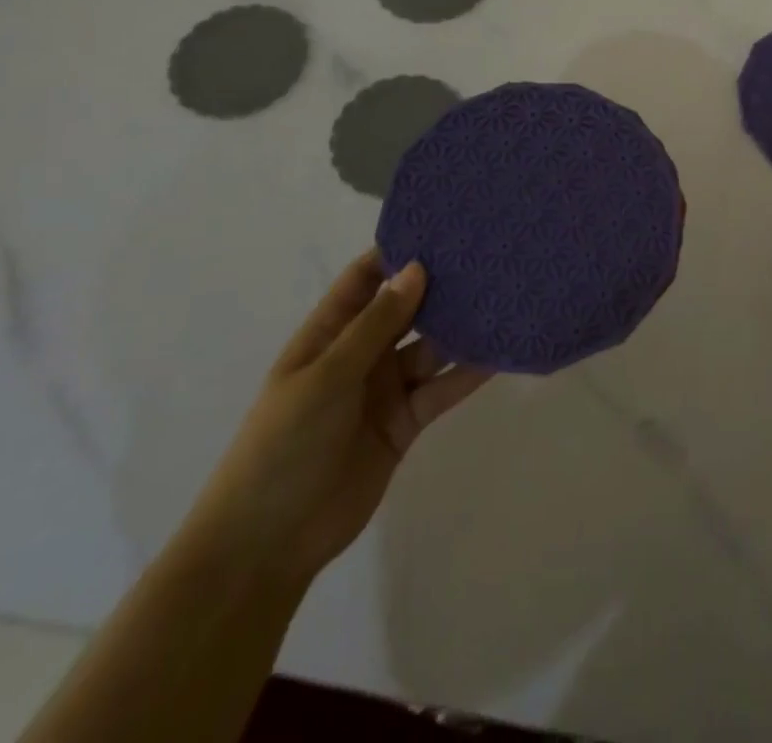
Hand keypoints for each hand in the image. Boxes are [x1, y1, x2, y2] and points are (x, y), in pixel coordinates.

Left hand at [180, 251, 490, 588]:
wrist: (268, 544)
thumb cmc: (282, 446)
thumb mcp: (325, 377)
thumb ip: (375, 325)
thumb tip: (417, 268)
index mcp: (329, 334)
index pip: (365, 278)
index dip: (397, 252)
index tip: (441, 227)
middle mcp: (360, 354)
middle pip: (406, 310)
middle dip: (440, 287)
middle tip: (487, 257)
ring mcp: (385, 389)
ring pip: (431, 348)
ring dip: (461, 329)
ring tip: (503, 299)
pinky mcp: (406, 422)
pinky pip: (442, 388)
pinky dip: (468, 373)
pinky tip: (499, 353)